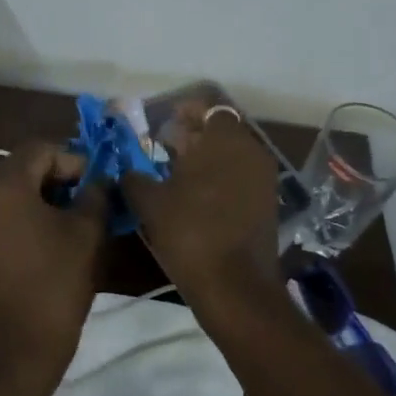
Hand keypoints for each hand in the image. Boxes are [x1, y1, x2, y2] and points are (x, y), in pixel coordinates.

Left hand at [0, 142, 107, 395]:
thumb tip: (98, 178)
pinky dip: (15, 218)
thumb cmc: (55, 285)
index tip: (95, 183)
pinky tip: (39, 240)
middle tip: (84, 200)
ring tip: (64, 222)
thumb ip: (95, 193)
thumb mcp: (87, 232)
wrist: (15, 352)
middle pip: (19, 169)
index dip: (73, 160)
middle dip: (54, 179)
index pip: (40, 150)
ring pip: (4, 192)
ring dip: (35, 198)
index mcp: (0, 185)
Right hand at [123, 104, 281, 308]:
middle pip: (222, 131)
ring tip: (177, 173)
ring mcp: (264, 179)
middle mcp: (251, 151)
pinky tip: (197, 197)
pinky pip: (241, 178)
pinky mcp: (268, 204)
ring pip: (233, 155)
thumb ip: (135, 179)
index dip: (186, 113)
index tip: (165, 123)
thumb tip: (127, 172)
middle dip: (195, 135)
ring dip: (207, 158)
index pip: (209, 109)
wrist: (236, 287)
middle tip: (166, 146)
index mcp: (225, 140)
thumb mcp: (150, 203)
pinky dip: (221, 179)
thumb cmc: (190, 232)